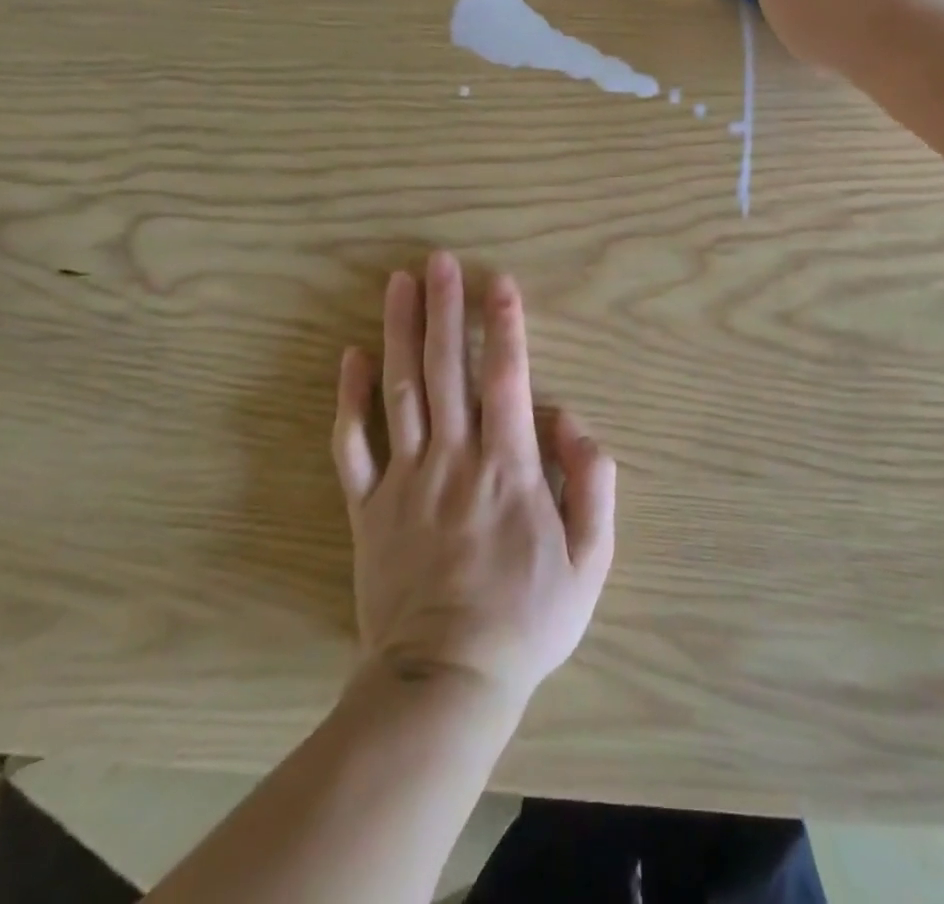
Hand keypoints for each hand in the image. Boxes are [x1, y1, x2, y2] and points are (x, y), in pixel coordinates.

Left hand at [331, 252, 616, 707]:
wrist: (446, 682)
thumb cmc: (527, 618)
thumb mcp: (590, 559)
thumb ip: (592, 481)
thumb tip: (570, 419)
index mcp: (509, 468)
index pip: (507, 379)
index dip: (505, 326)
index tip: (498, 282)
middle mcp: (455, 459)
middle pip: (448, 369)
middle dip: (445, 309)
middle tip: (438, 260)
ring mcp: (406, 480)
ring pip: (401, 392)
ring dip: (400, 333)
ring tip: (398, 284)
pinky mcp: (369, 507)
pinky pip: (354, 446)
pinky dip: (350, 400)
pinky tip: (352, 358)